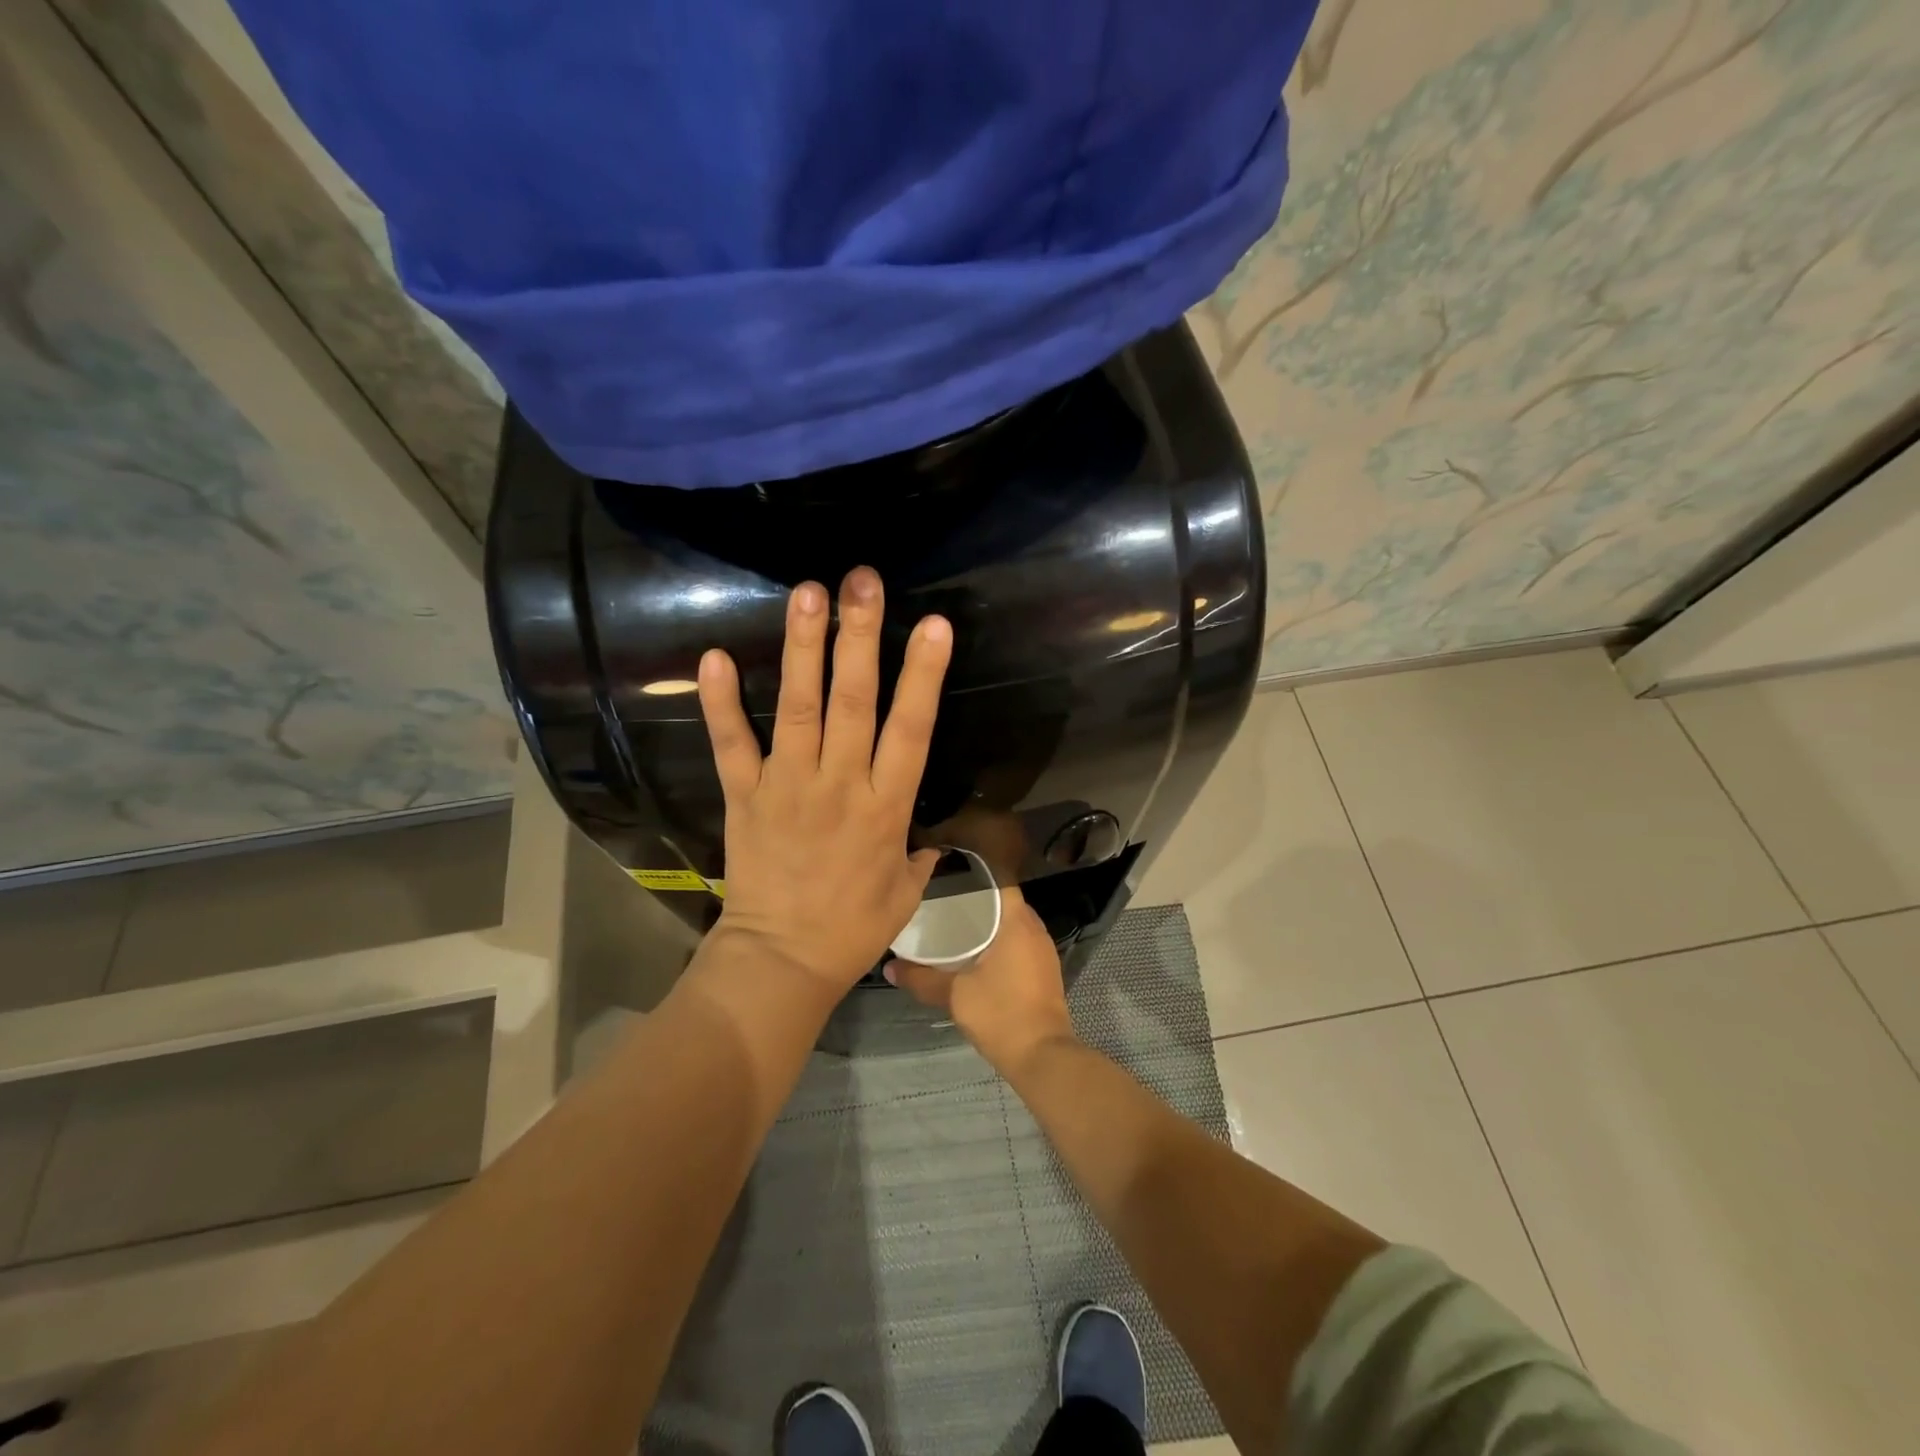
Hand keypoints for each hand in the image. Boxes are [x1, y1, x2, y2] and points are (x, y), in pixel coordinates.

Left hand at [697, 567, 951, 991]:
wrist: (782, 962)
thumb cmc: (852, 930)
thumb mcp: (905, 895)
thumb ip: (920, 857)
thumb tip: (929, 838)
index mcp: (886, 807)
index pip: (912, 729)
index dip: (924, 675)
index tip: (934, 625)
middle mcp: (840, 785)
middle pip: (854, 701)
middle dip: (860, 636)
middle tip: (862, 581)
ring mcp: (788, 786)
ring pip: (799, 709)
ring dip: (803, 649)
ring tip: (806, 593)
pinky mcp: (746, 797)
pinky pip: (732, 744)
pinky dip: (721, 703)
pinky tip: (716, 658)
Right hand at [885, 888, 1076, 1075]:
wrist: (1041, 1056)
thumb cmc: (1000, 1013)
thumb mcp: (954, 994)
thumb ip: (922, 978)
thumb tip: (889, 967)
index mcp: (1018, 923)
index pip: (1000, 882)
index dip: (975, 877)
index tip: (950, 879)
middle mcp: (1035, 930)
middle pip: (1006, 904)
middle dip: (978, 903)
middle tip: (945, 904)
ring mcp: (1044, 952)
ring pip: (1014, 926)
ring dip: (990, 926)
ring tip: (956, 928)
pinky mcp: (1045, 973)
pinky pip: (1020, 945)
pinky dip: (1001, 944)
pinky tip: (977, 957)